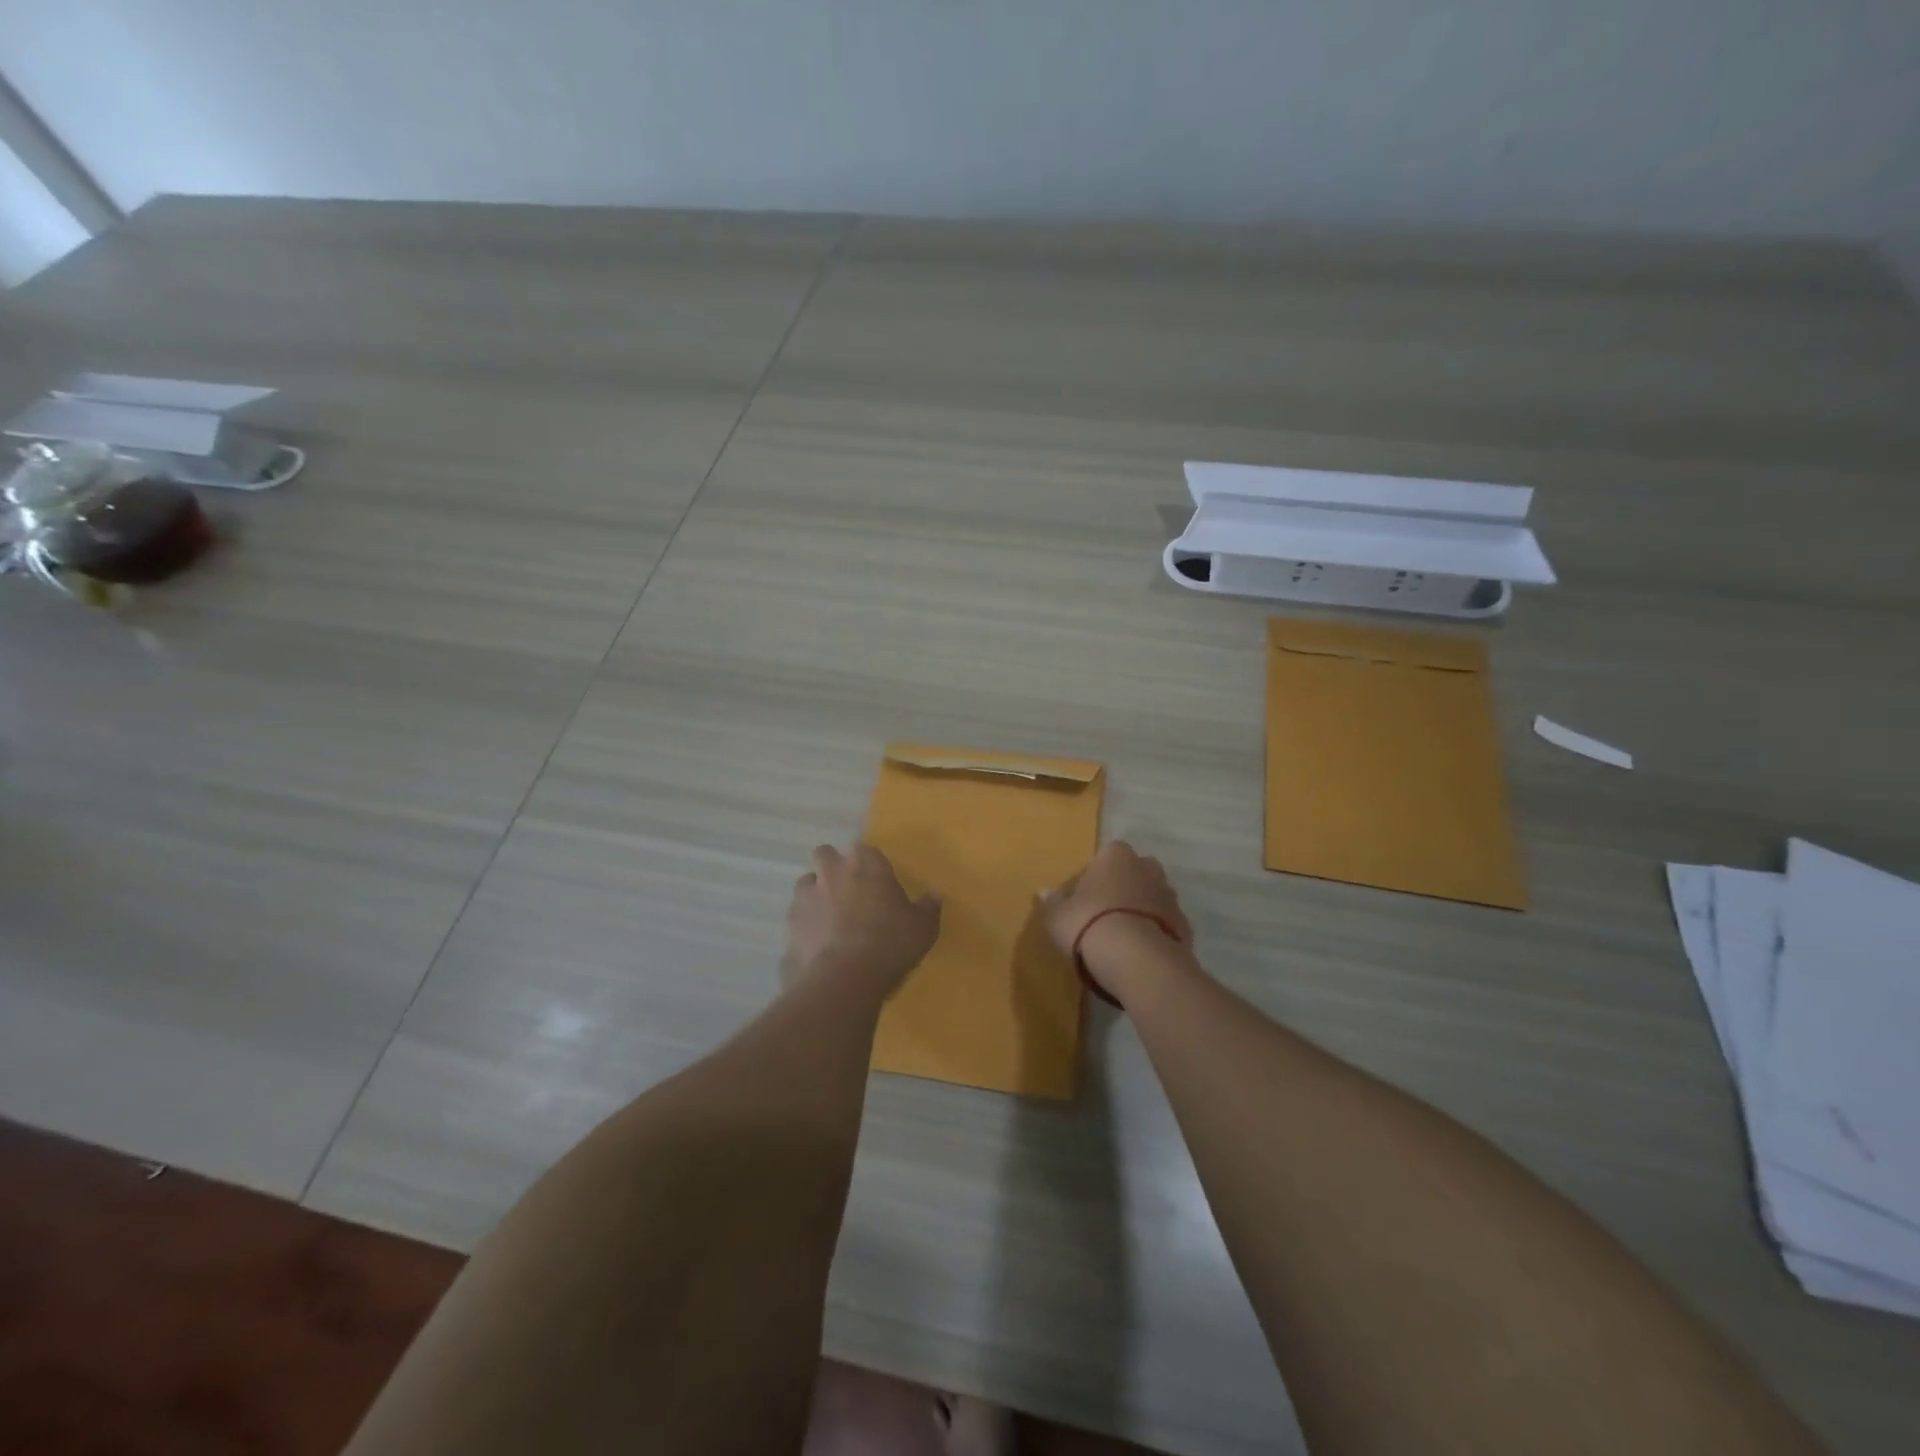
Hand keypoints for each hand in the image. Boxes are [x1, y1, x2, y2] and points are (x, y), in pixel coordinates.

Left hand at [784, 843, 941, 989]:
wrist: (846, 976)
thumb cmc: (891, 941)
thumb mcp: (923, 927)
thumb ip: (928, 907)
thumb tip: (935, 895)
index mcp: (865, 862)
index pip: (865, 850)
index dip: (870, 866)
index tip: (878, 884)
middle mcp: (832, 870)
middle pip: (825, 855)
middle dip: (833, 868)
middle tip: (848, 893)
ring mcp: (806, 896)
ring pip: (806, 884)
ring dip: (815, 895)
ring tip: (830, 919)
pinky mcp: (790, 923)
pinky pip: (797, 917)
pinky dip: (806, 925)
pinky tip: (818, 944)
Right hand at [1042, 841, 1191, 1003]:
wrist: (1136, 959)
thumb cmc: (1089, 924)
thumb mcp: (1058, 916)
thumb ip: (1052, 902)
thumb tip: (1043, 892)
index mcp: (1116, 857)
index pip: (1109, 854)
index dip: (1099, 873)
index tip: (1089, 893)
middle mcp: (1147, 868)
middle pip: (1137, 871)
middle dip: (1126, 886)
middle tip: (1107, 911)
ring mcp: (1170, 896)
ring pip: (1154, 896)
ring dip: (1143, 909)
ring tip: (1124, 935)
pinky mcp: (1184, 924)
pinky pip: (1166, 923)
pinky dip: (1156, 932)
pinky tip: (1141, 952)